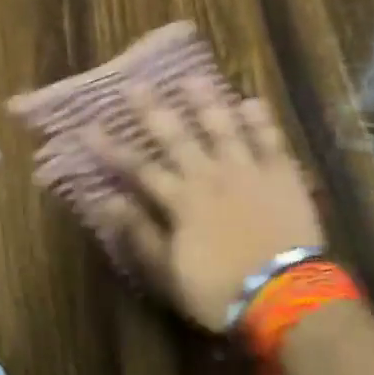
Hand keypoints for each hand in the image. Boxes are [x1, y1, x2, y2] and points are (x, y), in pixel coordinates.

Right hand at [81, 79, 325, 329]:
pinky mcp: (282, 175)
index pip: (139, 168)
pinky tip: (251, 101)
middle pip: (178, 137)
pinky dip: (260, 121)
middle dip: (153, 110)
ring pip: (224, 128)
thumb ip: (139, 234)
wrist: (284, 296)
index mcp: (182, 200)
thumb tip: (107, 202)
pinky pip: (270, 141)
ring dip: (207, 102)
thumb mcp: (169, 273)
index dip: (112, 148)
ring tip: (193, 78)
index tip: (89, 127)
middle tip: (136, 84)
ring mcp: (249, 171)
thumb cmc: (221, 291)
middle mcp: (211, 176)